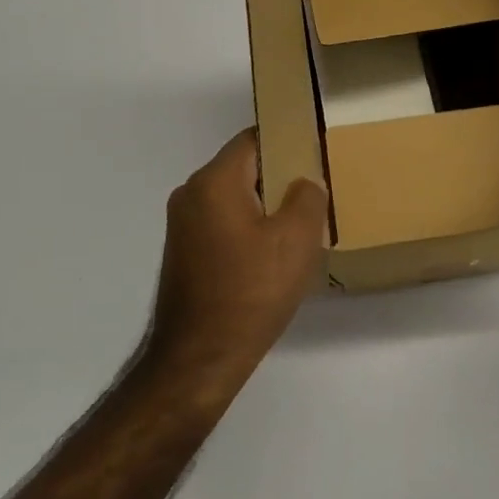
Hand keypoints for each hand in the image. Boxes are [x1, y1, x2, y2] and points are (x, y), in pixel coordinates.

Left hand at [149, 129, 328, 383]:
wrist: (199, 360)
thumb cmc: (251, 292)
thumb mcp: (297, 240)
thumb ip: (308, 197)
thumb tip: (304, 183)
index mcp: (214, 181)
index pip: (254, 139)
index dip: (288, 140)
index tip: (316, 153)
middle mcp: (191, 194)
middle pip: (244, 168)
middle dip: (280, 176)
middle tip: (316, 193)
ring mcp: (182, 225)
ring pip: (235, 198)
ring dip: (266, 206)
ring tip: (300, 226)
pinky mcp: (184, 253)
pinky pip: (223, 223)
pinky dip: (248, 228)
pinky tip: (272, 255)